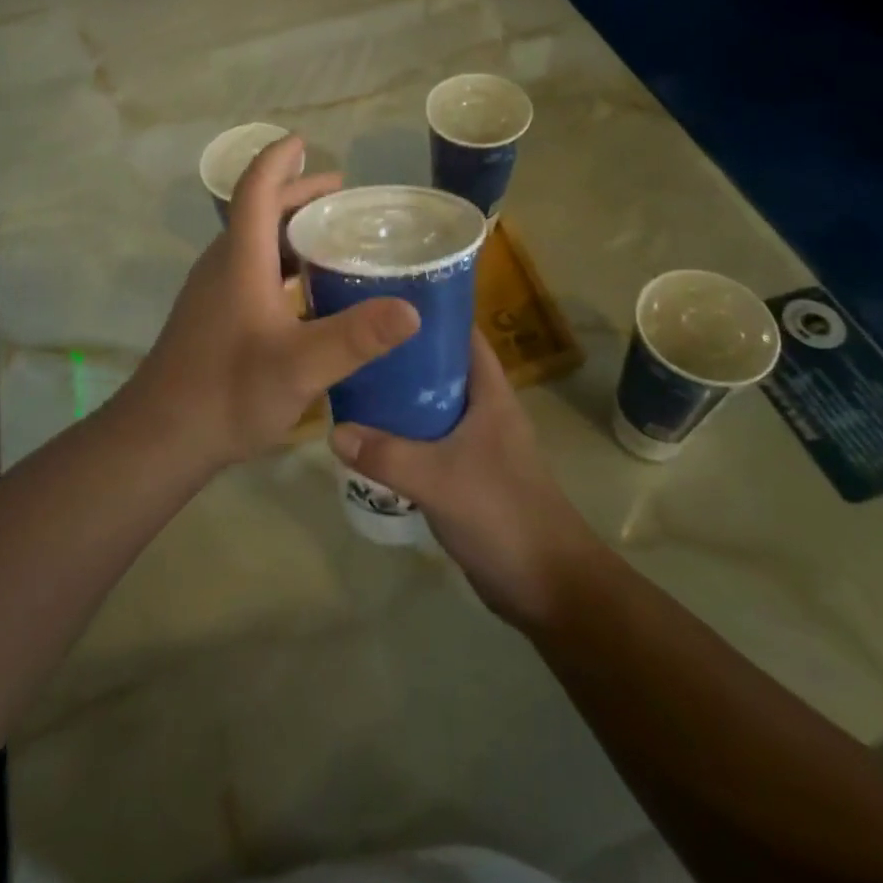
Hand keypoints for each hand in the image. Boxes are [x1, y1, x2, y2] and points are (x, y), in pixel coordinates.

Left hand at [134, 135, 419, 468]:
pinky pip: (251, 268)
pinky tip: (308, 291)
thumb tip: (412, 309)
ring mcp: (214, 290)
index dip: (277, 160)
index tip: (303, 142)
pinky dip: (282, 262)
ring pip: (255, 242)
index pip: (256, 189)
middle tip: (343, 194)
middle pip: (258, 211)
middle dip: (298, 194)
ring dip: (291, 229)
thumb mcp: (300, 366)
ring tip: (333, 235)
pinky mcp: (213, 314)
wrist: (162, 434)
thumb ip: (355, 337)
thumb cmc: (227, 391)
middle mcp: (224, 264)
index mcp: (240, 258)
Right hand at [330, 330, 603, 624]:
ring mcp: (475, 442)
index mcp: (490, 393)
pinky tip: (368, 434)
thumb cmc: (503, 515)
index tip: (383, 296)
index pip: (461, 333)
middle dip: (401, 352)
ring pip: (430, 404)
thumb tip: (333, 431)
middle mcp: (483, 409)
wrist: (548, 586)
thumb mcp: (440, 479)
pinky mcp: (465, 472)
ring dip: (398, 395)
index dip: (429, 311)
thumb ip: (386, 455)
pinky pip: (427, 439)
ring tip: (351, 378)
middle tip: (354, 339)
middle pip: (439, 366)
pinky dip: (401, 432)